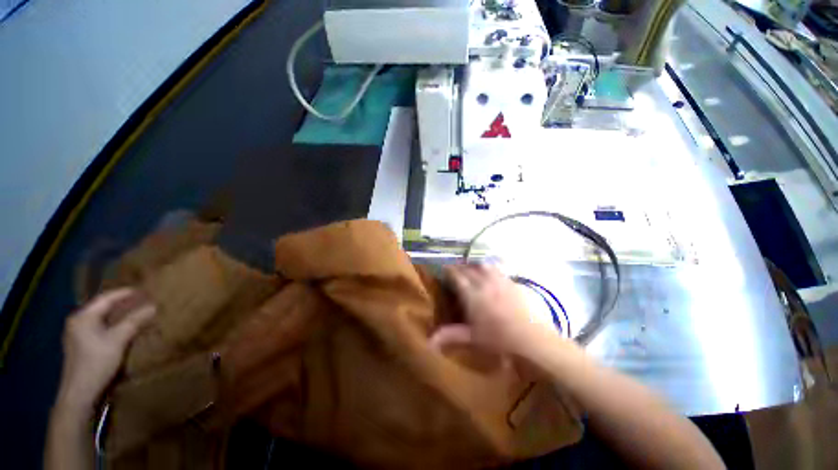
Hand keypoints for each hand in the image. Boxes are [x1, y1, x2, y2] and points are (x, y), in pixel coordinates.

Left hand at [56, 289, 154, 415]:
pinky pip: (100, 329)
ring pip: (101, 320)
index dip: (125, 293)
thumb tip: (153, 306)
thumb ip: (135, 321)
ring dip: (119, 316)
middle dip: (122, 304)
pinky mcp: (81, 346)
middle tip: (142, 301)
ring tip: (136, 313)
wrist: (80, 394)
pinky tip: (123, 330)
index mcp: (82, 317)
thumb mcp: (118, 340)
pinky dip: (113, 326)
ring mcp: (77, 335)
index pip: (106, 298)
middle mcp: (77, 322)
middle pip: (102, 308)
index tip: (143, 290)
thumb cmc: (96, 362)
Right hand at [432, 264, 558, 356]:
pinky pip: (499, 270)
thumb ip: (450, 335)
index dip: (449, 270)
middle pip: (469, 268)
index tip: (444, 269)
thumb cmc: (499, 339)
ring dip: (475, 264)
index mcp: (472, 294)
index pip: (457, 276)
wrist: (532, 339)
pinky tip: (492, 274)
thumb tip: (429, 341)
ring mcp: (500, 281)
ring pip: (484, 265)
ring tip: (472, 268)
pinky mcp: (513, 282)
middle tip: (456, 269)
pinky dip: (491, 269)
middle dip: (460, 266)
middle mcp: (484, 282)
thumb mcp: (472, 338)